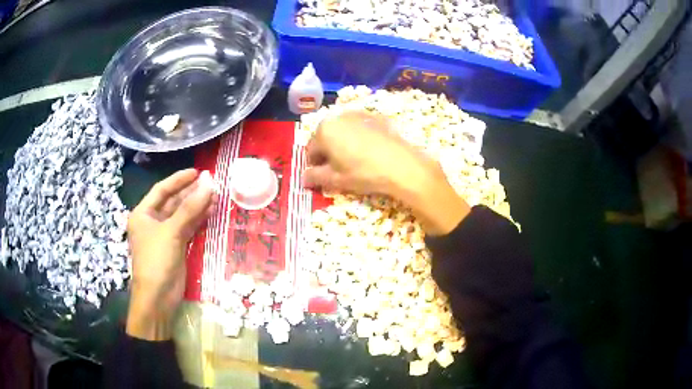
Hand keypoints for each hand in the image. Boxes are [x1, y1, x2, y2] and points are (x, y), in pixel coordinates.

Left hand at [126, 169, 217, 339]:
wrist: (158, 297)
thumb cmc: (156, 260)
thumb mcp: (171, 232)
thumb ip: (190, 208)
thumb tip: (209, 184)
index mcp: (143, 214)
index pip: (162, 190)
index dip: (179, 180)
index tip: (197, 172)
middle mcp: (152, 221)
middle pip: (173, 202)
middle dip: (191, 193)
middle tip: (212, 182)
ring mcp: (165, 235)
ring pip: (183, 215)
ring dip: (198, 206)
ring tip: (216, 195)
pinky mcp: (176, 247)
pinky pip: (188, 228)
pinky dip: (199, 220)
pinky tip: (211, 212)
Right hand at [304, 111, 469, 234]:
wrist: (402, 165)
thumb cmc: (363, 173)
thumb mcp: (336, 179)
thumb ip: (315, 177)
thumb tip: (302, 178)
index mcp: (324, 130)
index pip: (311, 151)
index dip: (315, 166)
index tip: (324, 177)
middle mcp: (338, 117)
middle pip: (326, 138)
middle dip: (329, 153)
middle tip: (341, 169)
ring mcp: (358, 114)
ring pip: (343, 131)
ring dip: (343, 144)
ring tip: (356, 160)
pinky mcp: (376, 117)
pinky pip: (360, 128)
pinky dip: (359, 137)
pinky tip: (370, 151)